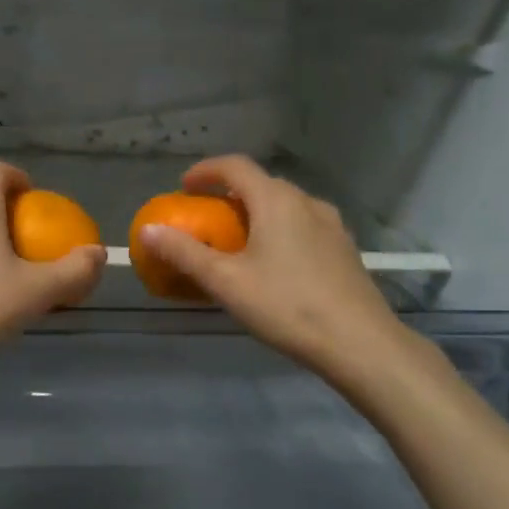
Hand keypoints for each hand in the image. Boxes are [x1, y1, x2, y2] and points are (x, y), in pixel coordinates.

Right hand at [136, 155, 402, 385]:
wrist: (360, 343)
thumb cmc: (287, 305)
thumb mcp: (226, 282)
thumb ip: (185, 253)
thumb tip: (148, 231)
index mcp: (276, 200)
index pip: (236, 166)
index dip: (206, 170)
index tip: (184, 187)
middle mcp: (307, 202)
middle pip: (262, 184)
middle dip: (230, 194)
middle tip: (208, 218)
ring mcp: (332, 225)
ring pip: (286, 205)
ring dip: (258, 212)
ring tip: (240, 240)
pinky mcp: (345, 249)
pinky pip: (304, 226)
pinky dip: (281, 230)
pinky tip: (276, 263)